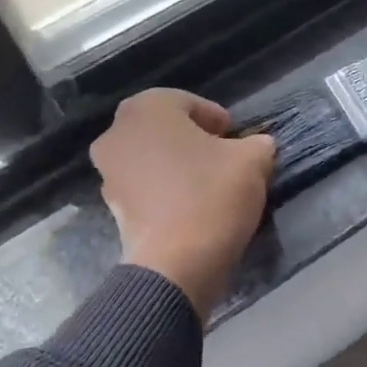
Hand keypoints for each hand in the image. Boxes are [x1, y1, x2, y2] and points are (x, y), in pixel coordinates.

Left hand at [90, 89, 275, 317]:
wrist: (177, 264)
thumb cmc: (212, 196)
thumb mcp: (252, 161)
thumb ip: (257, 144)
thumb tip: (258, 146)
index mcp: (147, 108)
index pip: (187, 102)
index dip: (216, 118)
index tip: (235, 137)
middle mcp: (117, 133)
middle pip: (163, 128)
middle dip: (192, 138)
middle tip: (222, 156)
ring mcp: (108, 172)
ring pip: (150, 157)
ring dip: (175, 164)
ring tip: (207, 183)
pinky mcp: (111, 206)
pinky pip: (143, 186)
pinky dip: (163, 189)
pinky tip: (189, 205)